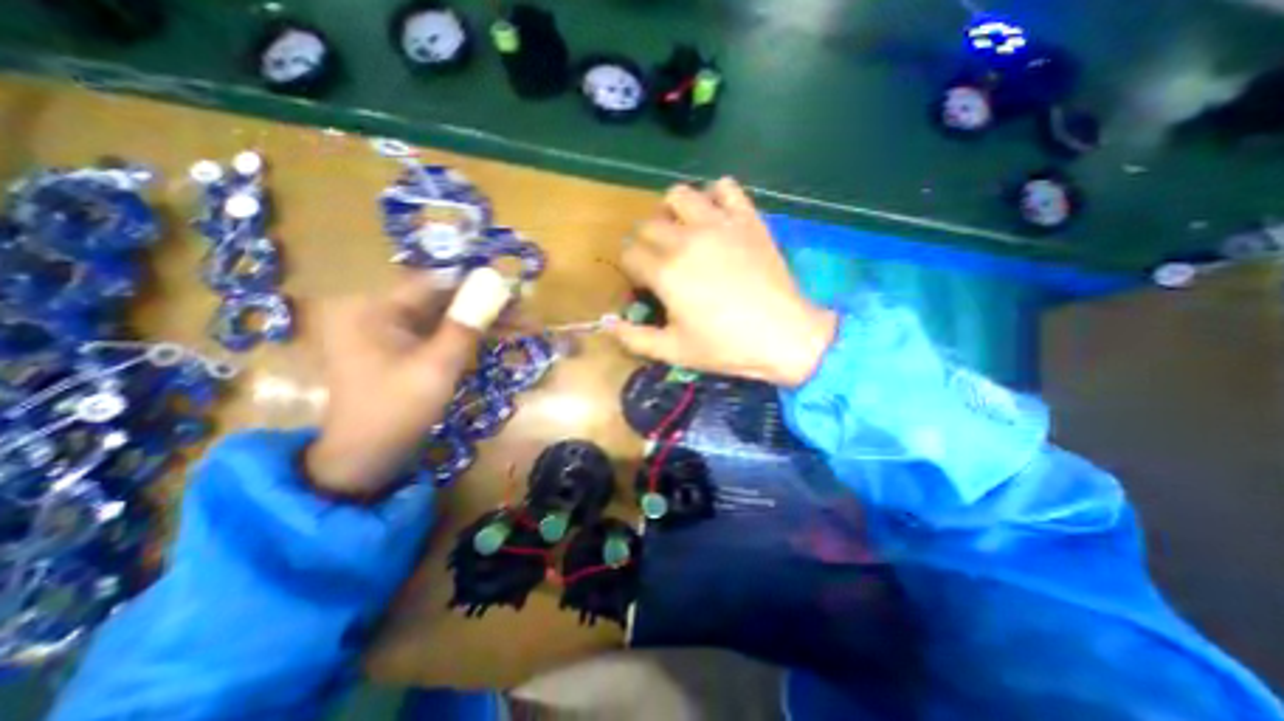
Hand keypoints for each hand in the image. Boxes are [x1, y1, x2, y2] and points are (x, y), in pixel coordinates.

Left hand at [304, 274, 502, 497]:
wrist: (366, 459)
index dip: (477, 283)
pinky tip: (499, 337)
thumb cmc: (397, 411)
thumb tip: (494, 285)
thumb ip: (465, 325)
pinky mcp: (403, 348)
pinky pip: (441, 333)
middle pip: (442, 299)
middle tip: (525, 311)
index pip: (435, 282)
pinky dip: (469, 335)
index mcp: (375, 309)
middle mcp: (379, 312)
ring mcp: (390, 331)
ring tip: (522, 325)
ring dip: (483, 321)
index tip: (514, 290)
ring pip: (446, 316)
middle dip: (486, 305)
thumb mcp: (437, 367)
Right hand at [607, 178, 839, 386]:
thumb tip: (606, 323)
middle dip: (645, 244)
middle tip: (661, 263)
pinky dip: (716, 196)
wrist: (783, 335)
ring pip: (678, 196)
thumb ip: (634, 338)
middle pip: (647, 225)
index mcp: (665, 272)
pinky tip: (717, 217)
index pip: (629, 255)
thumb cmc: (725, 346)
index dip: (632, 270)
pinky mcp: (747, 219)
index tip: (645, 285)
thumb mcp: (673, 351)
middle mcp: (685, 239)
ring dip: (672, 213)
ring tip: (682, 234)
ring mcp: (718, 224)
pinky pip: (725, 187)